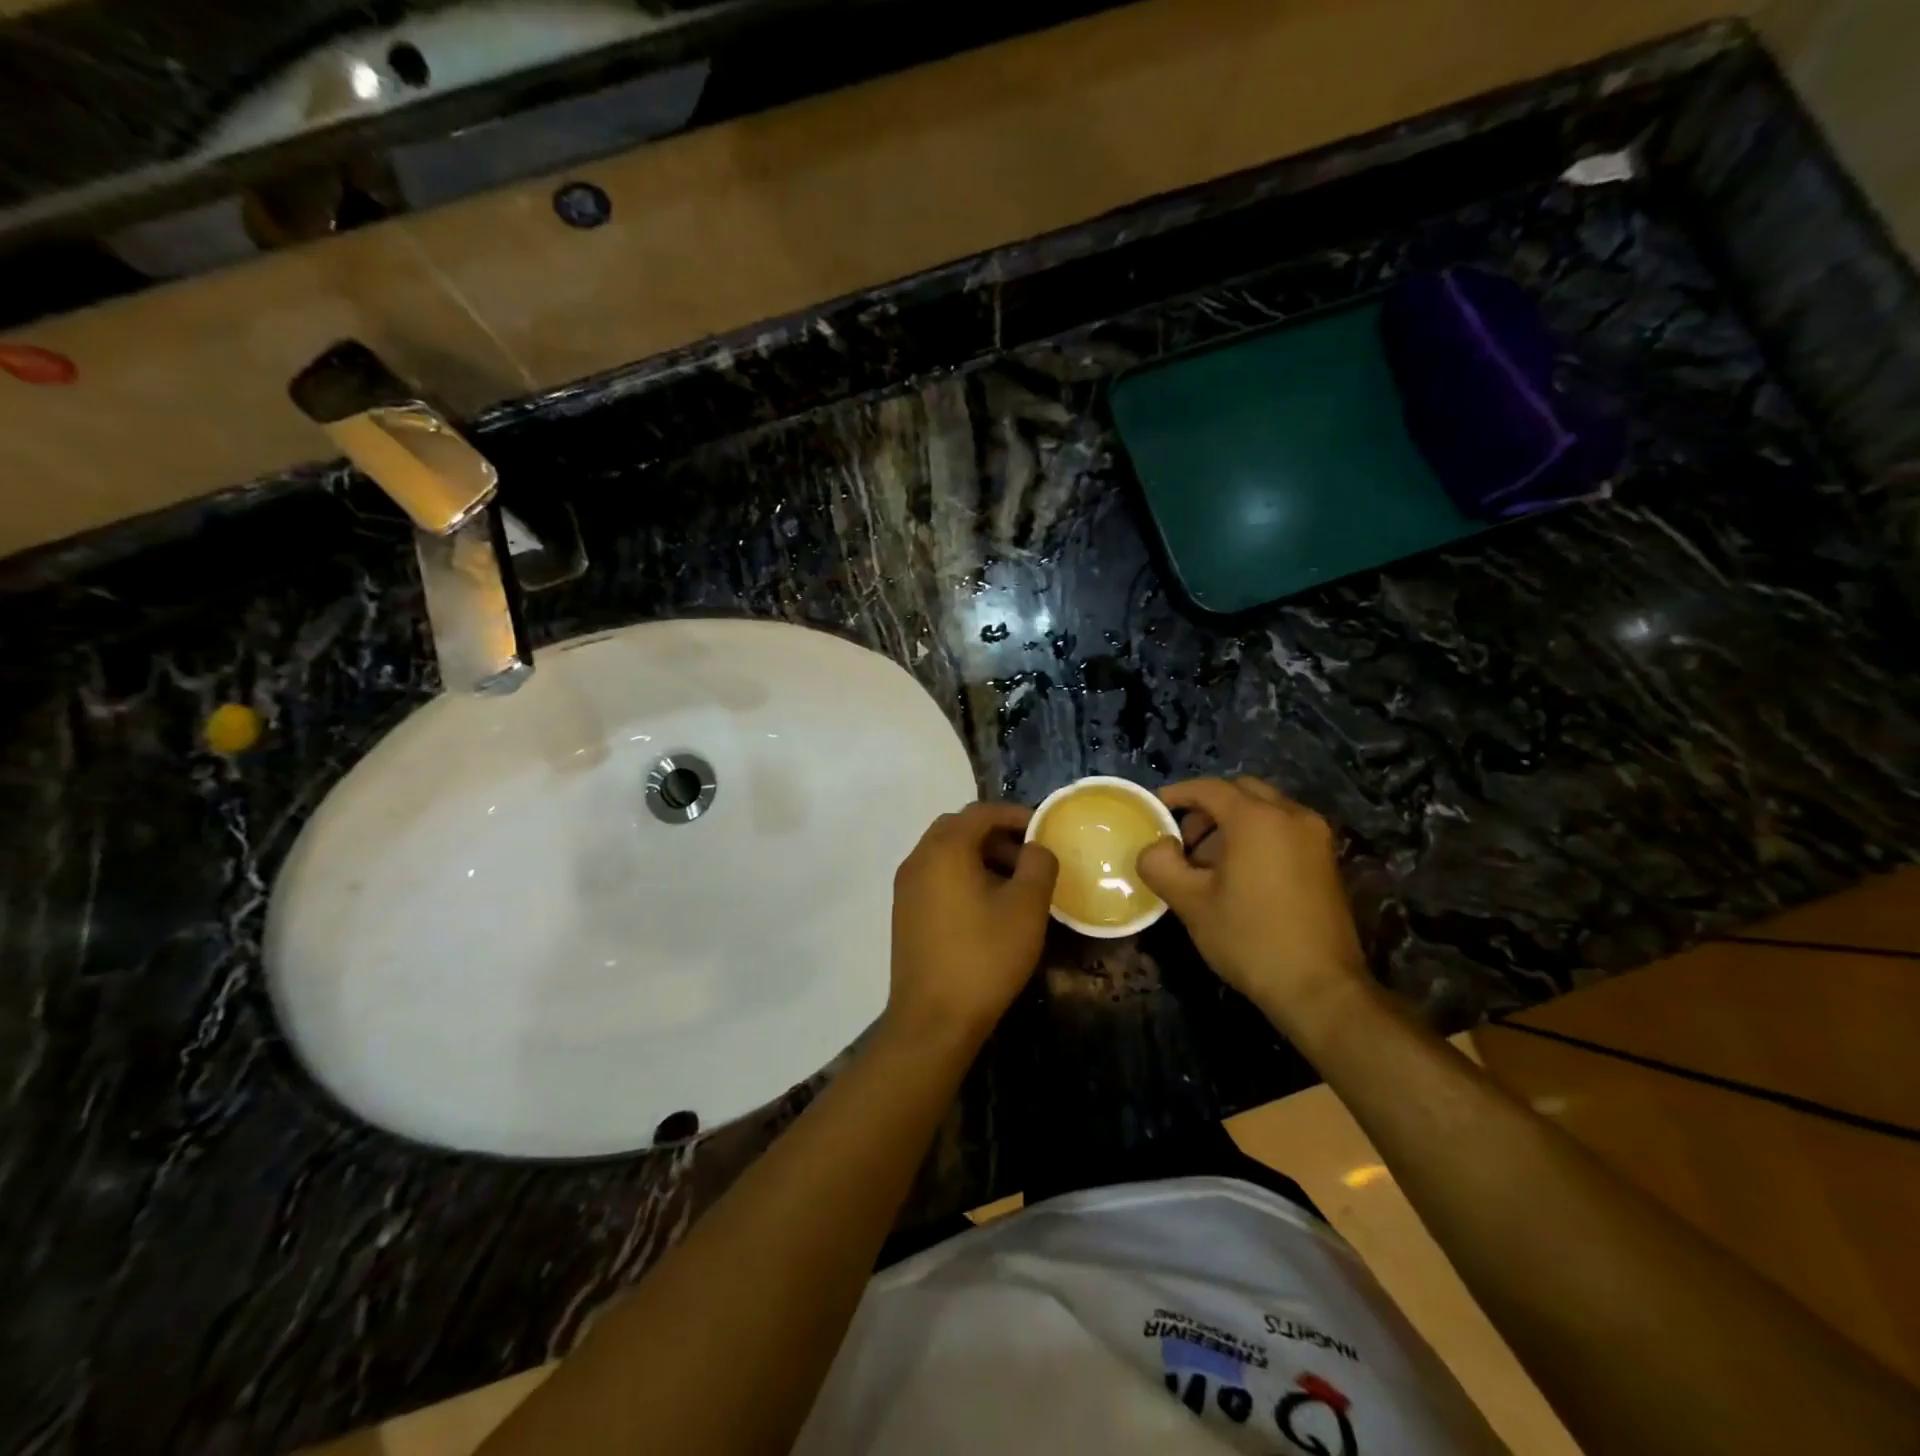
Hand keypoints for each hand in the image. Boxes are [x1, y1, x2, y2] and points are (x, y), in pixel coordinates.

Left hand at [886, 803, 1058, 1047]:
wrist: (933, 1019)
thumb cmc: (985, 957)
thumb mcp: (1027, 907)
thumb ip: (1038, 864)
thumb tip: (1036, 847)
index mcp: (944, 849)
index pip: (980, 812)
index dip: (1015, 814)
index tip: (1043, 828)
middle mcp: (918, 859)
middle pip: (958, 828)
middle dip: (996, 834)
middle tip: (1028, 856)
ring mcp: (906, 887)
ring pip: (945, 852)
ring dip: (979, 855)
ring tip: (1013, 884)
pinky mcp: (904, 912)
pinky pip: (935, 876)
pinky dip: (962, 875)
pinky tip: (986, 906)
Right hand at [1137, 778, 1369, 1029]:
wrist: (1320, 988)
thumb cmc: (1250, 939)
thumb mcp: (1190, 903)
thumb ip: (1160, 864)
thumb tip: (1156, 847)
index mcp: (1257, 818)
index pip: (1209, 788)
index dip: (1176, 794)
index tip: (1153, 811)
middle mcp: (1291, 815)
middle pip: (1240, 791)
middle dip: (1206, 808)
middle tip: (1181, 840)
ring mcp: (1315, 837)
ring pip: (1264, 809)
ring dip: (1231, 822)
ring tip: (1206, 862)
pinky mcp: (1326, 859)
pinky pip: (1283, 829)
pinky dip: (1256, 836)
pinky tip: (1238, 874)